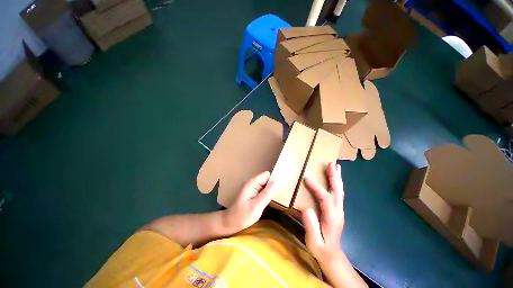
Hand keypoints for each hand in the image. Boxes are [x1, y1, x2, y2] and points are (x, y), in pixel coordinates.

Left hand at [223, 171, 277, 232]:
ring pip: (265, 185)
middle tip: (277, 197)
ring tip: (274, 200)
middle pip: (266, 179)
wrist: (229, 223)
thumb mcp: (256, 206)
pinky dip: (266, 194)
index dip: (273, 180)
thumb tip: (276, 182)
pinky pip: (262, 190)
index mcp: (252, 183)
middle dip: (272, 186)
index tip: (279, 190)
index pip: (267, 175)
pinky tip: (268, 201)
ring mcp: (252, 188)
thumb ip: (266, 194)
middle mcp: (252, 183)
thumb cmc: (242, 216)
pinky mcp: (252, 193)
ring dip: (270, 191)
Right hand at [302, 162, 344, 263]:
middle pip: (337, 191)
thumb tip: (307, 208)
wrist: (332, 255)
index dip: (316, 187)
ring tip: (337, 166)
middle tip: (332, 164)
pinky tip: (335, 179)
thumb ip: (311, 225)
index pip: (325, 198)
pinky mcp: (337, 210)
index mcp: (331, 217)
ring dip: (337, 178)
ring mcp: (339, 210)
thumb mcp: (314, 241)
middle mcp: (338, 211)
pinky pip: (338, 194)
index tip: (307, 179)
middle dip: (334, 177)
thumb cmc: (321, 248)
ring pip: (339, 191)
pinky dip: (337, 184)